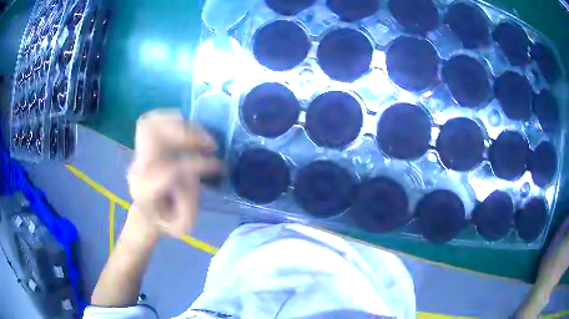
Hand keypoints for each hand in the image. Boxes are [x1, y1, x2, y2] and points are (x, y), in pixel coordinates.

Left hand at [126, 109, 220, 237]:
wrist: (146, 216)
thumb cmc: (165, 223)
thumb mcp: (181, 227)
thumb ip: (189, 206)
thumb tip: (192, 175)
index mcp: (144, 193)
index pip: (169, 170)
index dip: (197, 164)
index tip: (218, 166)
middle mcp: (137, 169)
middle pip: (154, 138)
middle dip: (186, 136)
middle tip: (210, 144)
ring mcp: (138, 155)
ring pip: (153, 125)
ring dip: (181, 126)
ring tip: (202, 136)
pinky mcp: (143, 146)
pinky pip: (153, 121)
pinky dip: (173, 119)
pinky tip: (189, 129)